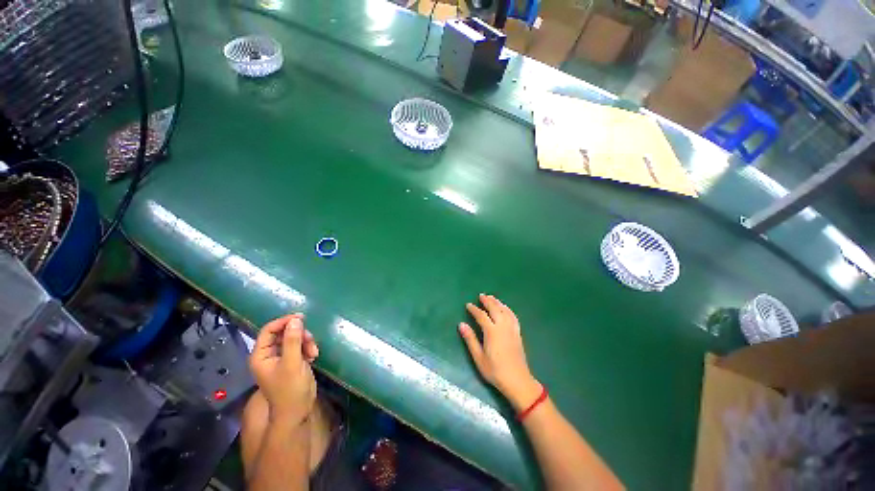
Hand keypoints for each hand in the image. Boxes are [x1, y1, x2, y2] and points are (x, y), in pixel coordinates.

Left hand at [249, 314, 319, 425]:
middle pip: (283, 333)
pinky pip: (300, 346)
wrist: (297, 410)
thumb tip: (295, 320)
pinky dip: (308, 348)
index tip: (301, 318)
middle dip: (299, 334)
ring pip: (294, 339)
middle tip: (310, 338)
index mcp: (261, 356)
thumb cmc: (290, 389)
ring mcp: (281, 358)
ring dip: (306, 342)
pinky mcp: (292, 361)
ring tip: (314, 351)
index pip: (269, 330)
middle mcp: (269, 355)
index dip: (283, 322)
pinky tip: (314, 356)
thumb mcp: (292, 363)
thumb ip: (293, 340)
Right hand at [459, 294, 541, 410]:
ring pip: (505, 310)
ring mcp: (512, 329)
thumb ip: (470, 339)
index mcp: (492, 332)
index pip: (481, 316)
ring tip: (492, 297)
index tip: (468, 305)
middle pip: (495, 309)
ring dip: (498, 302)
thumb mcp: (479, 357)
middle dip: (487, 301)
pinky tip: (505, 308)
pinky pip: (513, 316)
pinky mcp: (518, 333)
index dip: (474, 309)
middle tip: (481, 295)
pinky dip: (508, 309)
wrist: (517, 380)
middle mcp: (502, 326)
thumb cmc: (495, 370)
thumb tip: (461, 324)